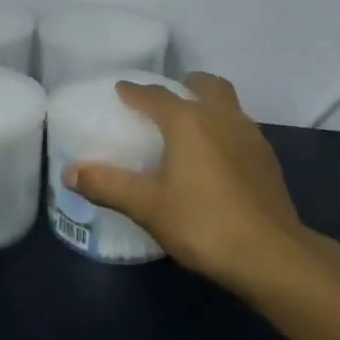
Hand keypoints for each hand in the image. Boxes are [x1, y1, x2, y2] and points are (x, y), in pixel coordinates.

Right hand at [65, 72, 313, 294]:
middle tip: (169, 97)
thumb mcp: (146, 206)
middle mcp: (222, 119)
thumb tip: (69, 172)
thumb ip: (107, 185)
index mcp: (188, 122)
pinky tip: (218, 158)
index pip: (156, 95)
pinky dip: (226, 130)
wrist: (270, 254)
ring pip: (230, 106)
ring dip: (211, 106)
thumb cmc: (202, 223)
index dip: (135, 91)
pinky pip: (242, 130)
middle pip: (207, 86)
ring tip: (193, 126)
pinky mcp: (268, 161)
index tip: (121, 90)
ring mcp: (251, 137)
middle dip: (187, 84)